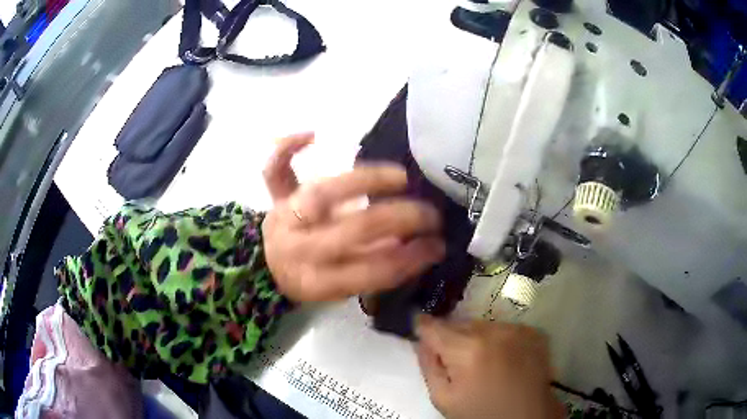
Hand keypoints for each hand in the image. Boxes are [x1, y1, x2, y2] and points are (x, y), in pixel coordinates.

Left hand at [262, 133, 445, 301]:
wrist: (269, 266)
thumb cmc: (312, 277)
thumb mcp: (342, 287)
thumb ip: (374, 268)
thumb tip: (415, 247)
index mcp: (316, 281)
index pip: (370, 271)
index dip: (410, 260)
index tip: (437, 246)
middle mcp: (301, 249)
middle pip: (355, 229)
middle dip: (401, 219)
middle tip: (430, 214)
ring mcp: (286, 219)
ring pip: (323, 193)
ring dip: (367, 180)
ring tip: (401, 177)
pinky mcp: (276, 198)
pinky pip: (274, 170)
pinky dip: (288, 148)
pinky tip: (311, 135)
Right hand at [415, 317, 563, 418]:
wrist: (527, 416)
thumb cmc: (481, 412)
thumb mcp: (444, 399)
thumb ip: (429, 367)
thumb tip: (422, 342)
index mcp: (466, 350)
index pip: (434, 326)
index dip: (423, 327)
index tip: (420, 328)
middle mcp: (493, 331)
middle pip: (459, 323)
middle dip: (451, 336)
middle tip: (455, 357)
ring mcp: (517, 329)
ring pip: (483, 324)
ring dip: (476, 337)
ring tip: (481, 360)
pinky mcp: (534, 331)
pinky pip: (505, 328)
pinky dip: (499, 339)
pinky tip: (502, 358)